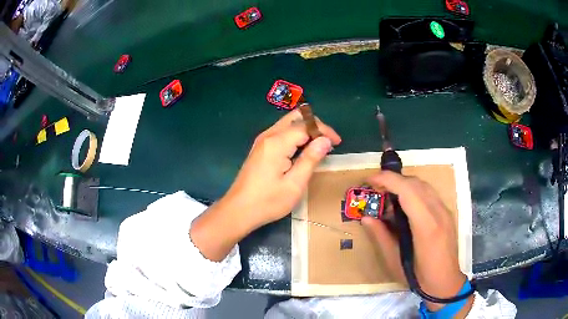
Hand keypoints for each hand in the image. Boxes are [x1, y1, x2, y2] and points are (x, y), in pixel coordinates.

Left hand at [191, 109, 340, 260]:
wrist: (238, 210)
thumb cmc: (268, 201)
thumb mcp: (295, 184)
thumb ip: (311, 159)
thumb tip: (325, 140)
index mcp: (277, 142)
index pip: (306, 125)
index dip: (324, 130)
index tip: (337, 143)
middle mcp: (268, 135)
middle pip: (295, 117)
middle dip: (315, 125)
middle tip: (328, 142)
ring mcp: (262, 141)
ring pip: (288, 124)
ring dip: (305, 130)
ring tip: (319, 147)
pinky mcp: (260, 148)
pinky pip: (281, 133)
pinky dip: (295, 136)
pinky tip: (302, 151)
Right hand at [361, 171, 472, 313]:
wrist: (445, 282)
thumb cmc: (419, 276)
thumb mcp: (395, 261)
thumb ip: (381, 236)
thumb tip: (366, 218)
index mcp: (426, 225)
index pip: (407, 190)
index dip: (387, 179)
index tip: (369, 180)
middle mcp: (438, 212)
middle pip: (415, 183)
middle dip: (393, 180)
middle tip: (375, 190)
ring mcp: (445, 211)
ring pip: (424, 185)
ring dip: (404, 184)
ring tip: (389, 196)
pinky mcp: (447, 213)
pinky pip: (429, 193)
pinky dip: (414, 191)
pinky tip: (406, 205)